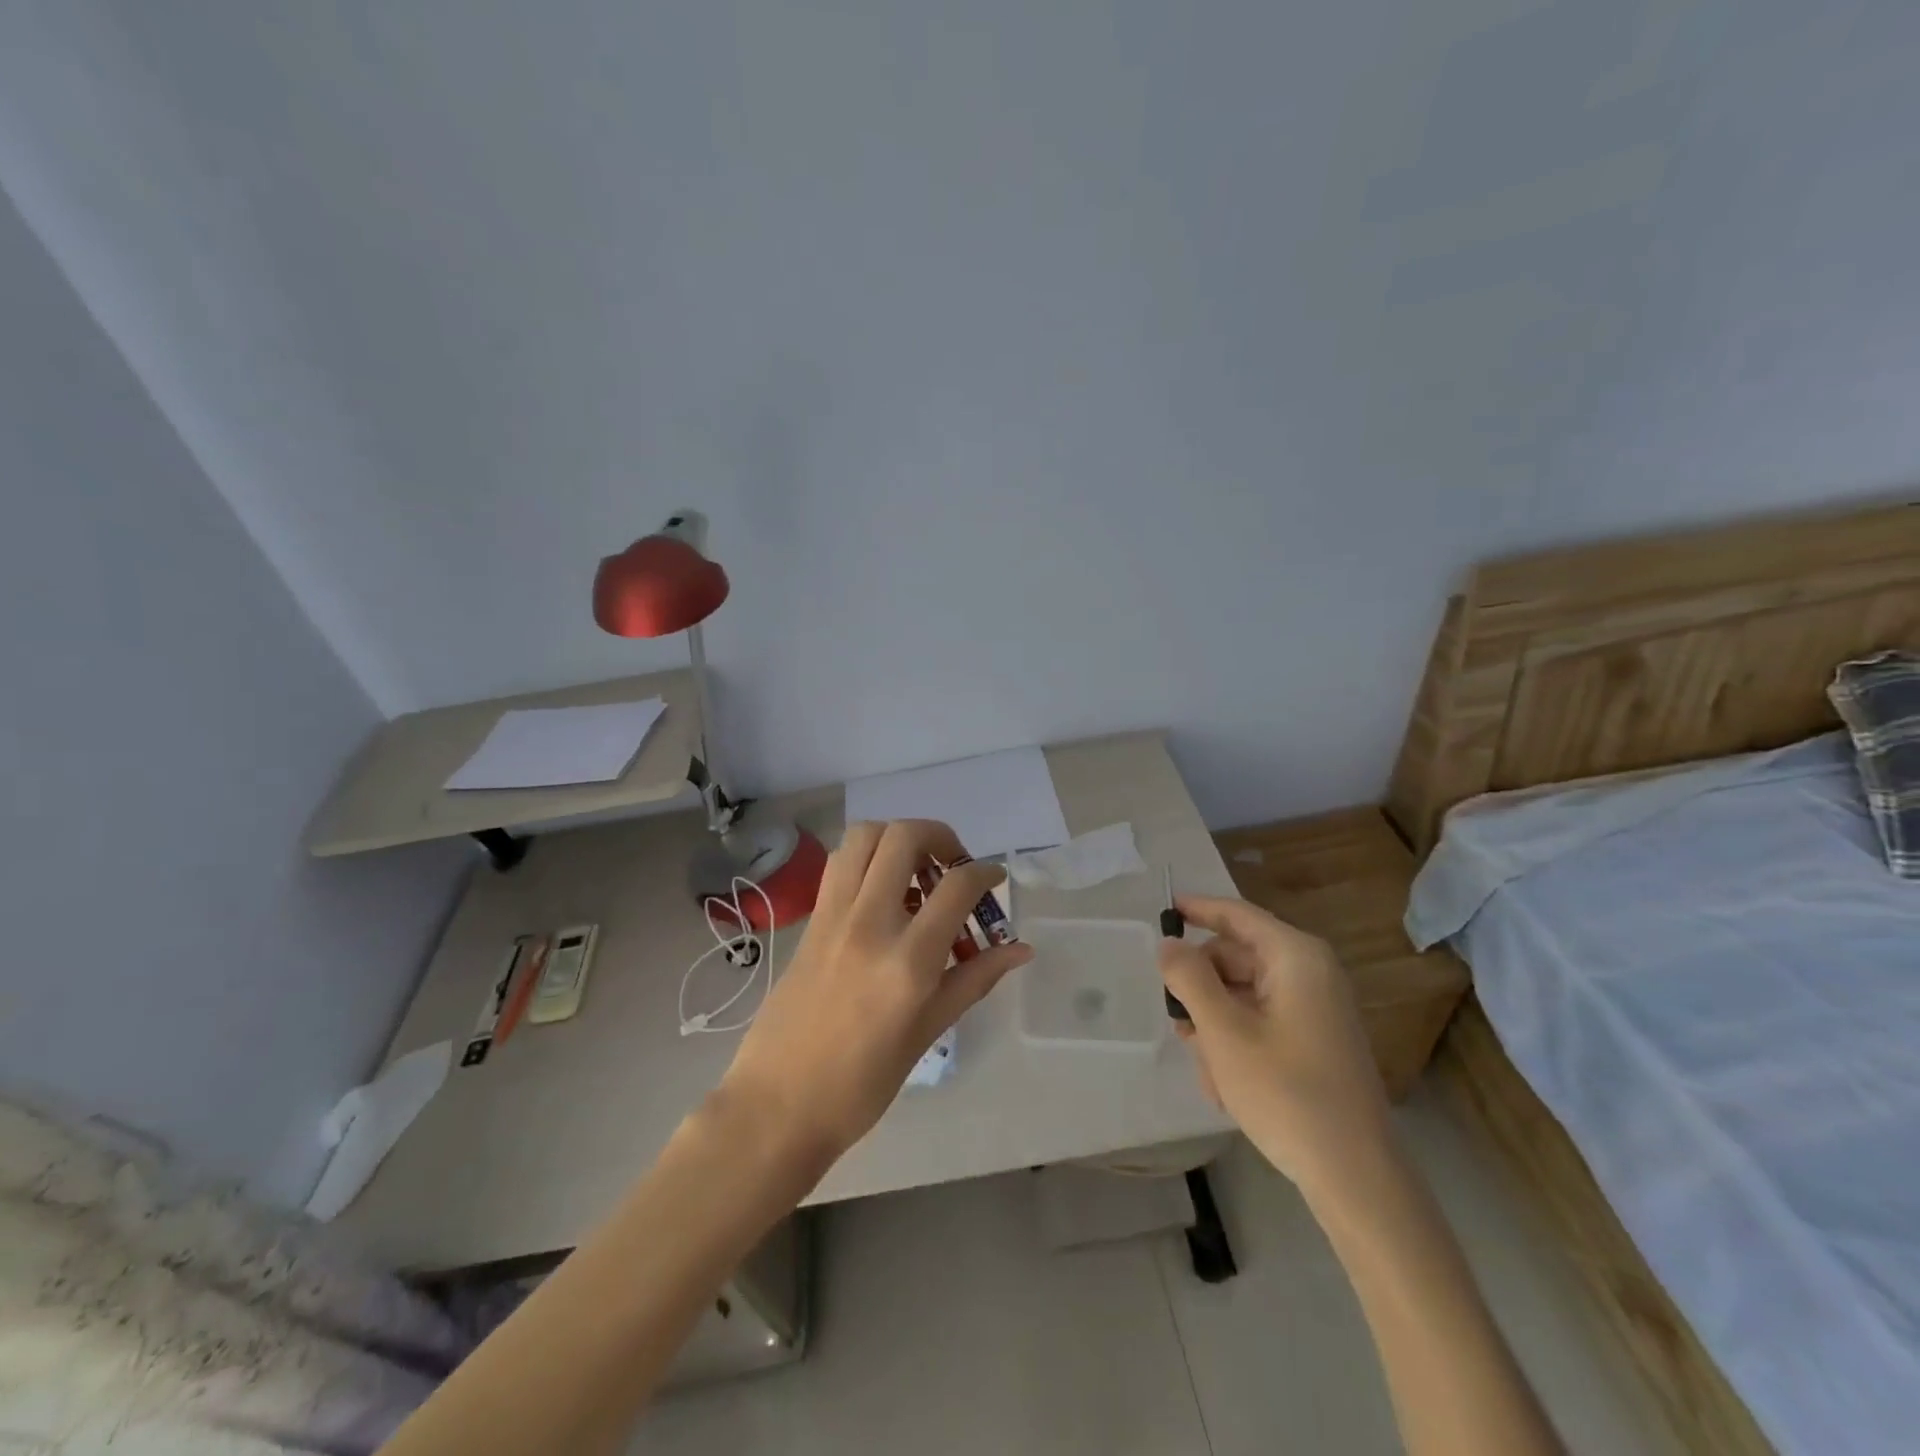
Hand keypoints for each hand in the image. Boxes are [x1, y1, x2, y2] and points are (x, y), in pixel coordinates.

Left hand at [719, 819, 1033, 1165]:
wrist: (778, 1105)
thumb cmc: (862, 1083)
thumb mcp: (928, 1032)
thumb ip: (975, 978)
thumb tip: (1020, 949)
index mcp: (908, 960)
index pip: (956, 886)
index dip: (985, 872)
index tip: (994, 879)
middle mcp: (870, 923)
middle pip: (904, 836)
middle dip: (939, 836)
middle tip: (952, 865)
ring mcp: (833, 917)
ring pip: (863, 836)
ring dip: (897, 838)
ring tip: (915, 871)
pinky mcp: (810, 921)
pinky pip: (840, 865)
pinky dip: (867, 859)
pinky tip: (881, 894)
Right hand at [1159, 894, 1393, 1198]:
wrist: (1355, 1176)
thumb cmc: (1286, 1092)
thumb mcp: (1223, 1031)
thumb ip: (1188, 979)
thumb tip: (1168, 944)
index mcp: (1296, 957)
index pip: (1237, 915)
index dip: (1197, 909)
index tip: (1163, 911)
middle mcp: (1310, 973)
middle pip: (1236, 958)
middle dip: (1202, 988)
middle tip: (1177, 1023)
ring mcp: (1316, 1009)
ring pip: (1244, 994)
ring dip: (1215, 1024)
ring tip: (1207, 1069)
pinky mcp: (1316, 1040)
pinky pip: (1262, 1022)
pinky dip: (1237, 1042)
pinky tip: (1226, 1084)